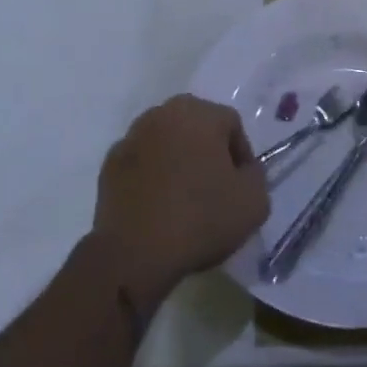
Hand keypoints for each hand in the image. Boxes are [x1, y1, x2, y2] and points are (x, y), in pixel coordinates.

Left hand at [92, 95, 269, 310]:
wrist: (135, 253)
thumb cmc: (200, 219)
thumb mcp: (254, 202)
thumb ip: (256, 176)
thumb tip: (243, 171)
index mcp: (199, 113)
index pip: (232, 125)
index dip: (241, 156)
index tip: (240, 187)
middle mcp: (163, 113)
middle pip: (196, 126)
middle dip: (208, 152)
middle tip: (214, 188)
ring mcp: (132, 136)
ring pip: (166, 141)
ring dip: (177, 161)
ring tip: (184, 199)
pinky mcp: (110, 163)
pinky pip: (141, 162)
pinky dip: (151, 176)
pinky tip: (157, 206)